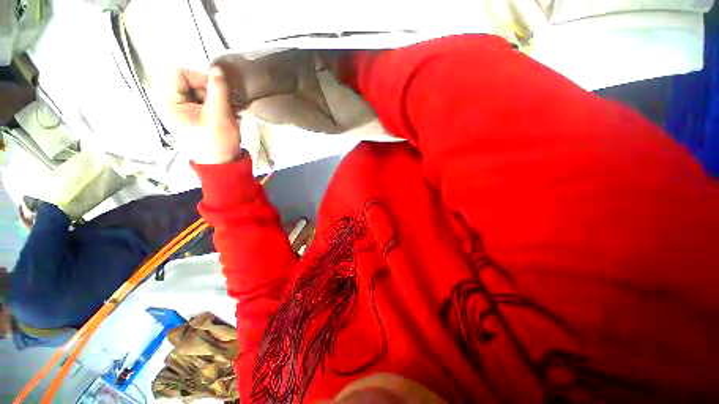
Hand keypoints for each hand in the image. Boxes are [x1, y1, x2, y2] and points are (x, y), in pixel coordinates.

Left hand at [169, 67, 242, 164]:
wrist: (222, 165)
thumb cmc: (217, 141)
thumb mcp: (220, 114)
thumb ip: (218, 89)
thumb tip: (218, 68)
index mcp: (168, 102)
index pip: (178, 73)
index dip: (199, 78)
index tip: (217, 92)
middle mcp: (170, 103)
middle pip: (187, 81)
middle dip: (208, 90)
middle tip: (222, 105)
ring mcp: (180, 110)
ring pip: (196, 91)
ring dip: (214, 98)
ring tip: (225, 112)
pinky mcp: (190, 116)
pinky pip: (200, 101)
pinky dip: (214, 105)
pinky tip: (223, 115)